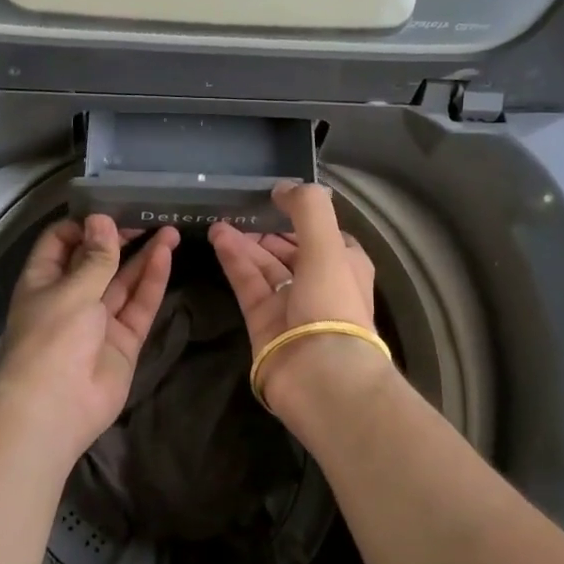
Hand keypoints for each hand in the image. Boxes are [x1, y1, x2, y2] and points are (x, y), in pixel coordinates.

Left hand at [0, 214, 178, 461]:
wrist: (54, 410)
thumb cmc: (51, 340)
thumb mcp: (72, 290)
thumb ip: (95, 257)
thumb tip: (102, 220)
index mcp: (44, 281)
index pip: (61, 242)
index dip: (84, 225)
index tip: (111, 210)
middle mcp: (70, 297)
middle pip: (97, 261)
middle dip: (120, 239)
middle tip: (147, 217)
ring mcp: (99, 321)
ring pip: (123, 282)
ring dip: (143, 256)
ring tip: (169, 230)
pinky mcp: (124, 341)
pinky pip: (139, 306)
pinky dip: (152, 281)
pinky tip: (166, 255)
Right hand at [209, 182, 382, 405]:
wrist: (321, 376)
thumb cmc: (332, 304)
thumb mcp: (327, 245)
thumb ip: (307, 208)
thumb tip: (283, 187)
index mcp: (345, 265)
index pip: (322, 234)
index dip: (300, 217)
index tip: (274, 200)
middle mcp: (320, 285)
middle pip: (289, 250)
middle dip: (266, 230)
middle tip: (238, 209)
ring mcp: (291, 306)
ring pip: (265, 267)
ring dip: (245, 243)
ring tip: (218, 220)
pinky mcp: (264, 324)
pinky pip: (248, 285)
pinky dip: (234, 261)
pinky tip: (218, 238)